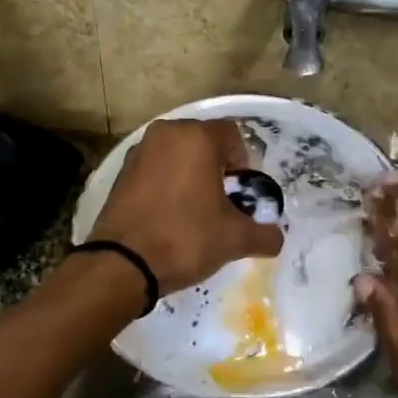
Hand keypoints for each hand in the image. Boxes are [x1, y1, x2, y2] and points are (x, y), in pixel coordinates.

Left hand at [89, 118, 283, 293]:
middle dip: (216, 168)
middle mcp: (165, 134)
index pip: (233, 135)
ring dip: (190, 175)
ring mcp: (139, 152)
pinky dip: (166, 184)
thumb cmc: (185, 239)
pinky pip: (155, 169)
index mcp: (196, 137)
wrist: (122, 264)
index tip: (241, 193)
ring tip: (195, 211)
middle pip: (203, 142)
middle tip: (221, 203)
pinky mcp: (120, 173)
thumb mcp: (235, 239)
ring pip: (177, 155)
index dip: (244, 163)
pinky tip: (169, 215)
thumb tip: (276, 238)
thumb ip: (264, 234)